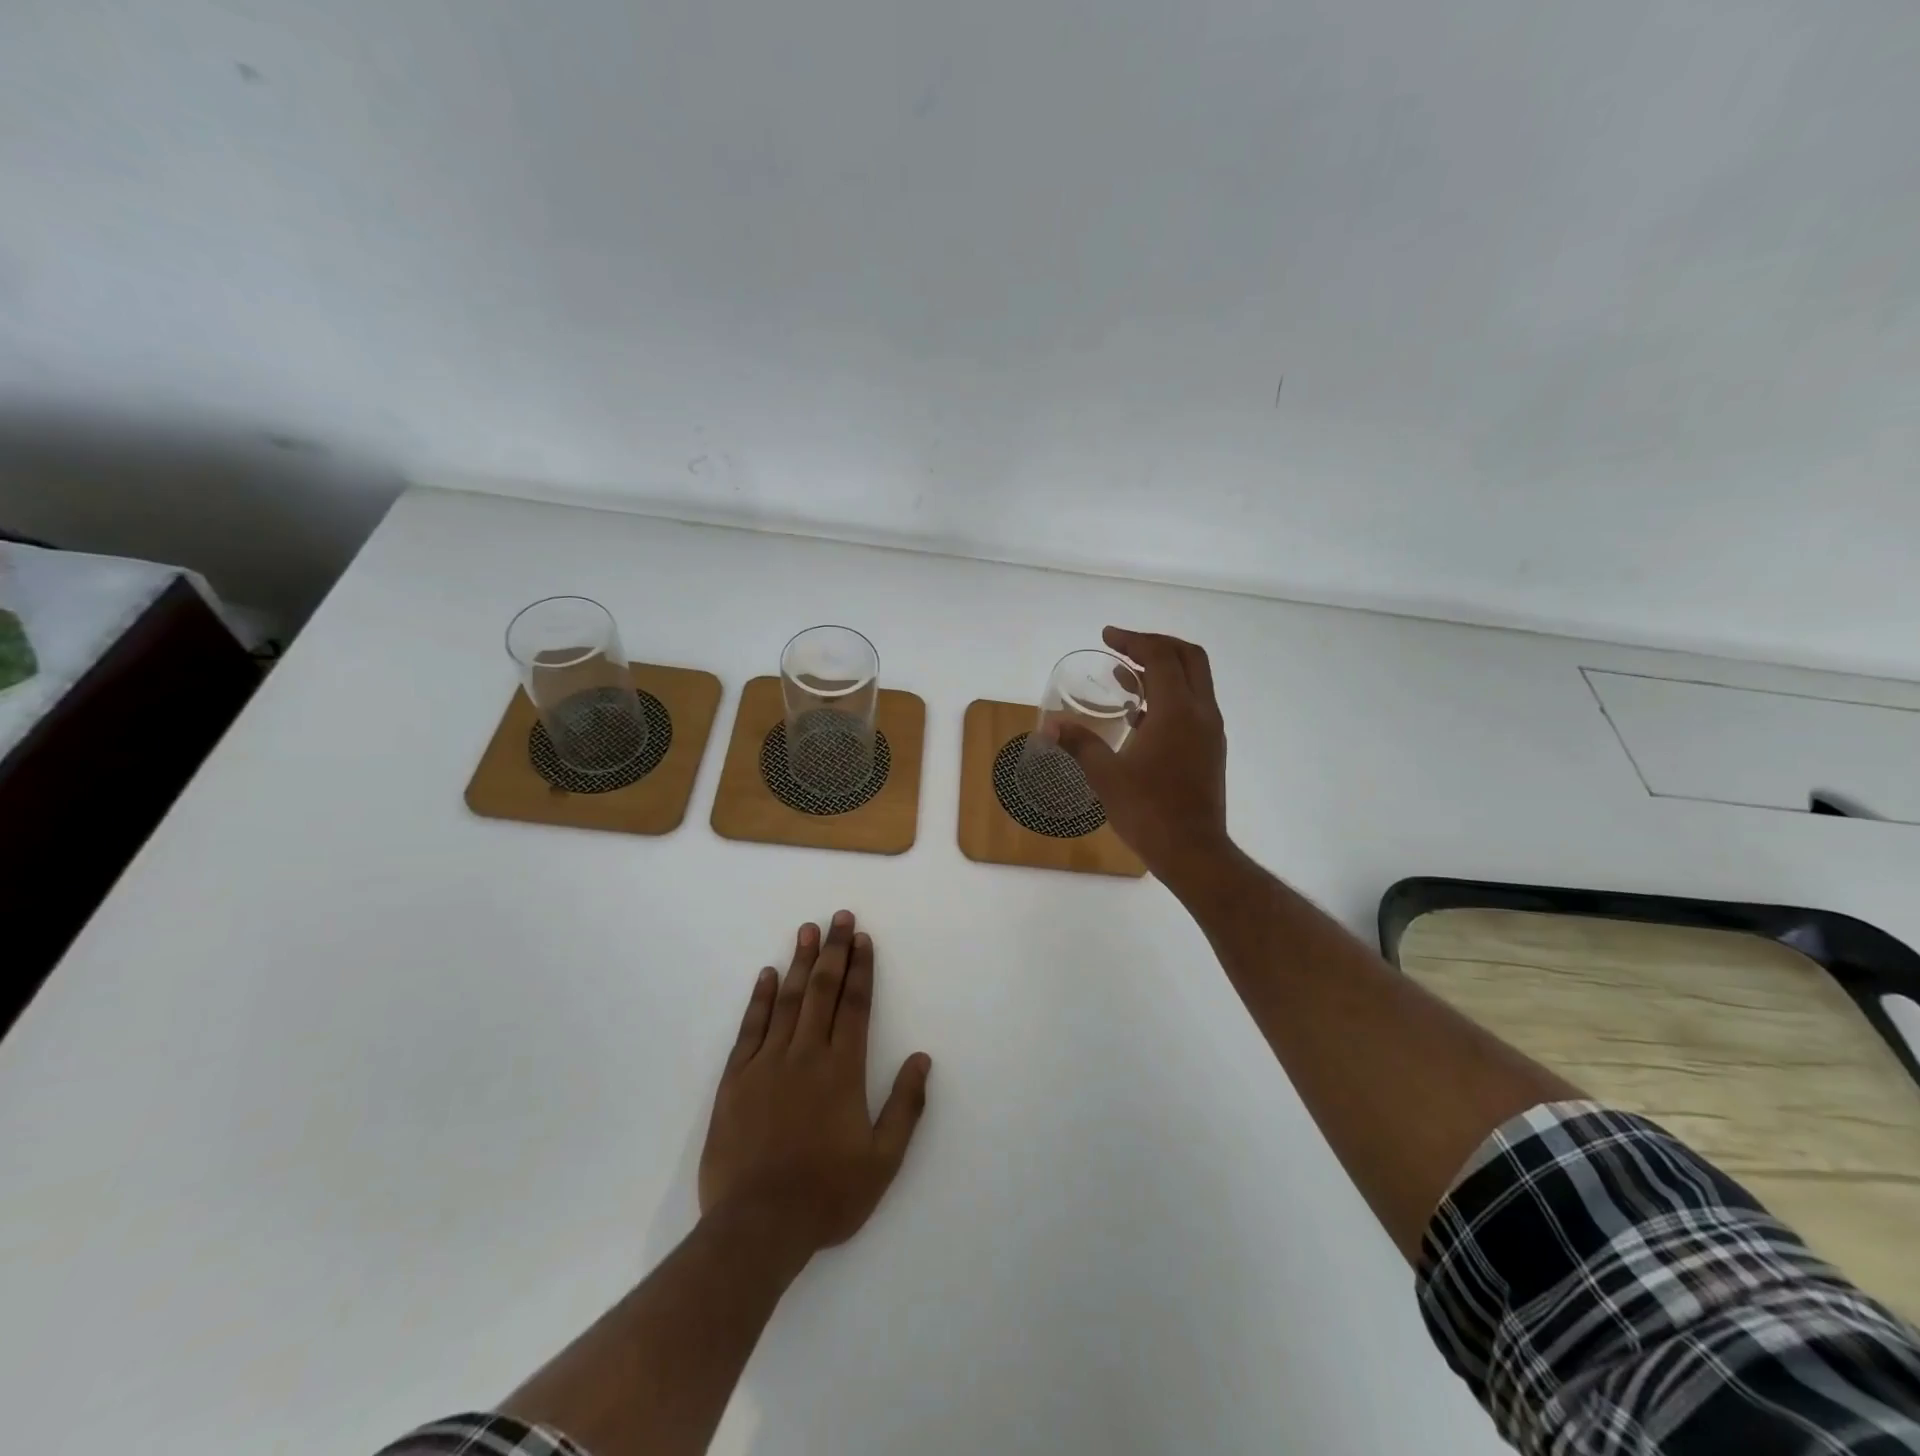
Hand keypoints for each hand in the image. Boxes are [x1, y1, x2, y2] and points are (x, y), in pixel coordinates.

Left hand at [698, 911, 931, 1264]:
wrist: (757, 1227)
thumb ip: (906, 1106)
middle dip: (833, 951)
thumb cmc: (827, 1195)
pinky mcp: (735, 1080)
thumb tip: (922, 1059)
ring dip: (799, 962)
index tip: (862, 938)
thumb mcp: (883, 1161)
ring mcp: (767, 1064)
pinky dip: (760, 999)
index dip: (860, 969)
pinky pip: (750, 1028)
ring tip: (807, 930)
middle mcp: (806, 1055)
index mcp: (843, 1070)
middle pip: (822, 991)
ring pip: (787, 1001)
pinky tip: (767, 975)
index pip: (855, 1005)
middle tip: (839, 917)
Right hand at [1051, 626, 1232, 887]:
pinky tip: (1139, 714)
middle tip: (1123, 646)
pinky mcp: (1210, 749)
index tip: (1106, 637)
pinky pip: (1193, 705)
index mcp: (1177, 711)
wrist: (1193, 851)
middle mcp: (1201, 713)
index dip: (1132, 640)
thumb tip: (1048, 726)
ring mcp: (1210, 731)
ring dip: (1163, 669)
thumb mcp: (1105, 776)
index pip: (1160, 657)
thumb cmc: (1148, 811)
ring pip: (1194, 681)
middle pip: (1188, 657)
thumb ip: (1078, 744)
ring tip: (1125, 675)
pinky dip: (1169, 695)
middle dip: (1155, 644)